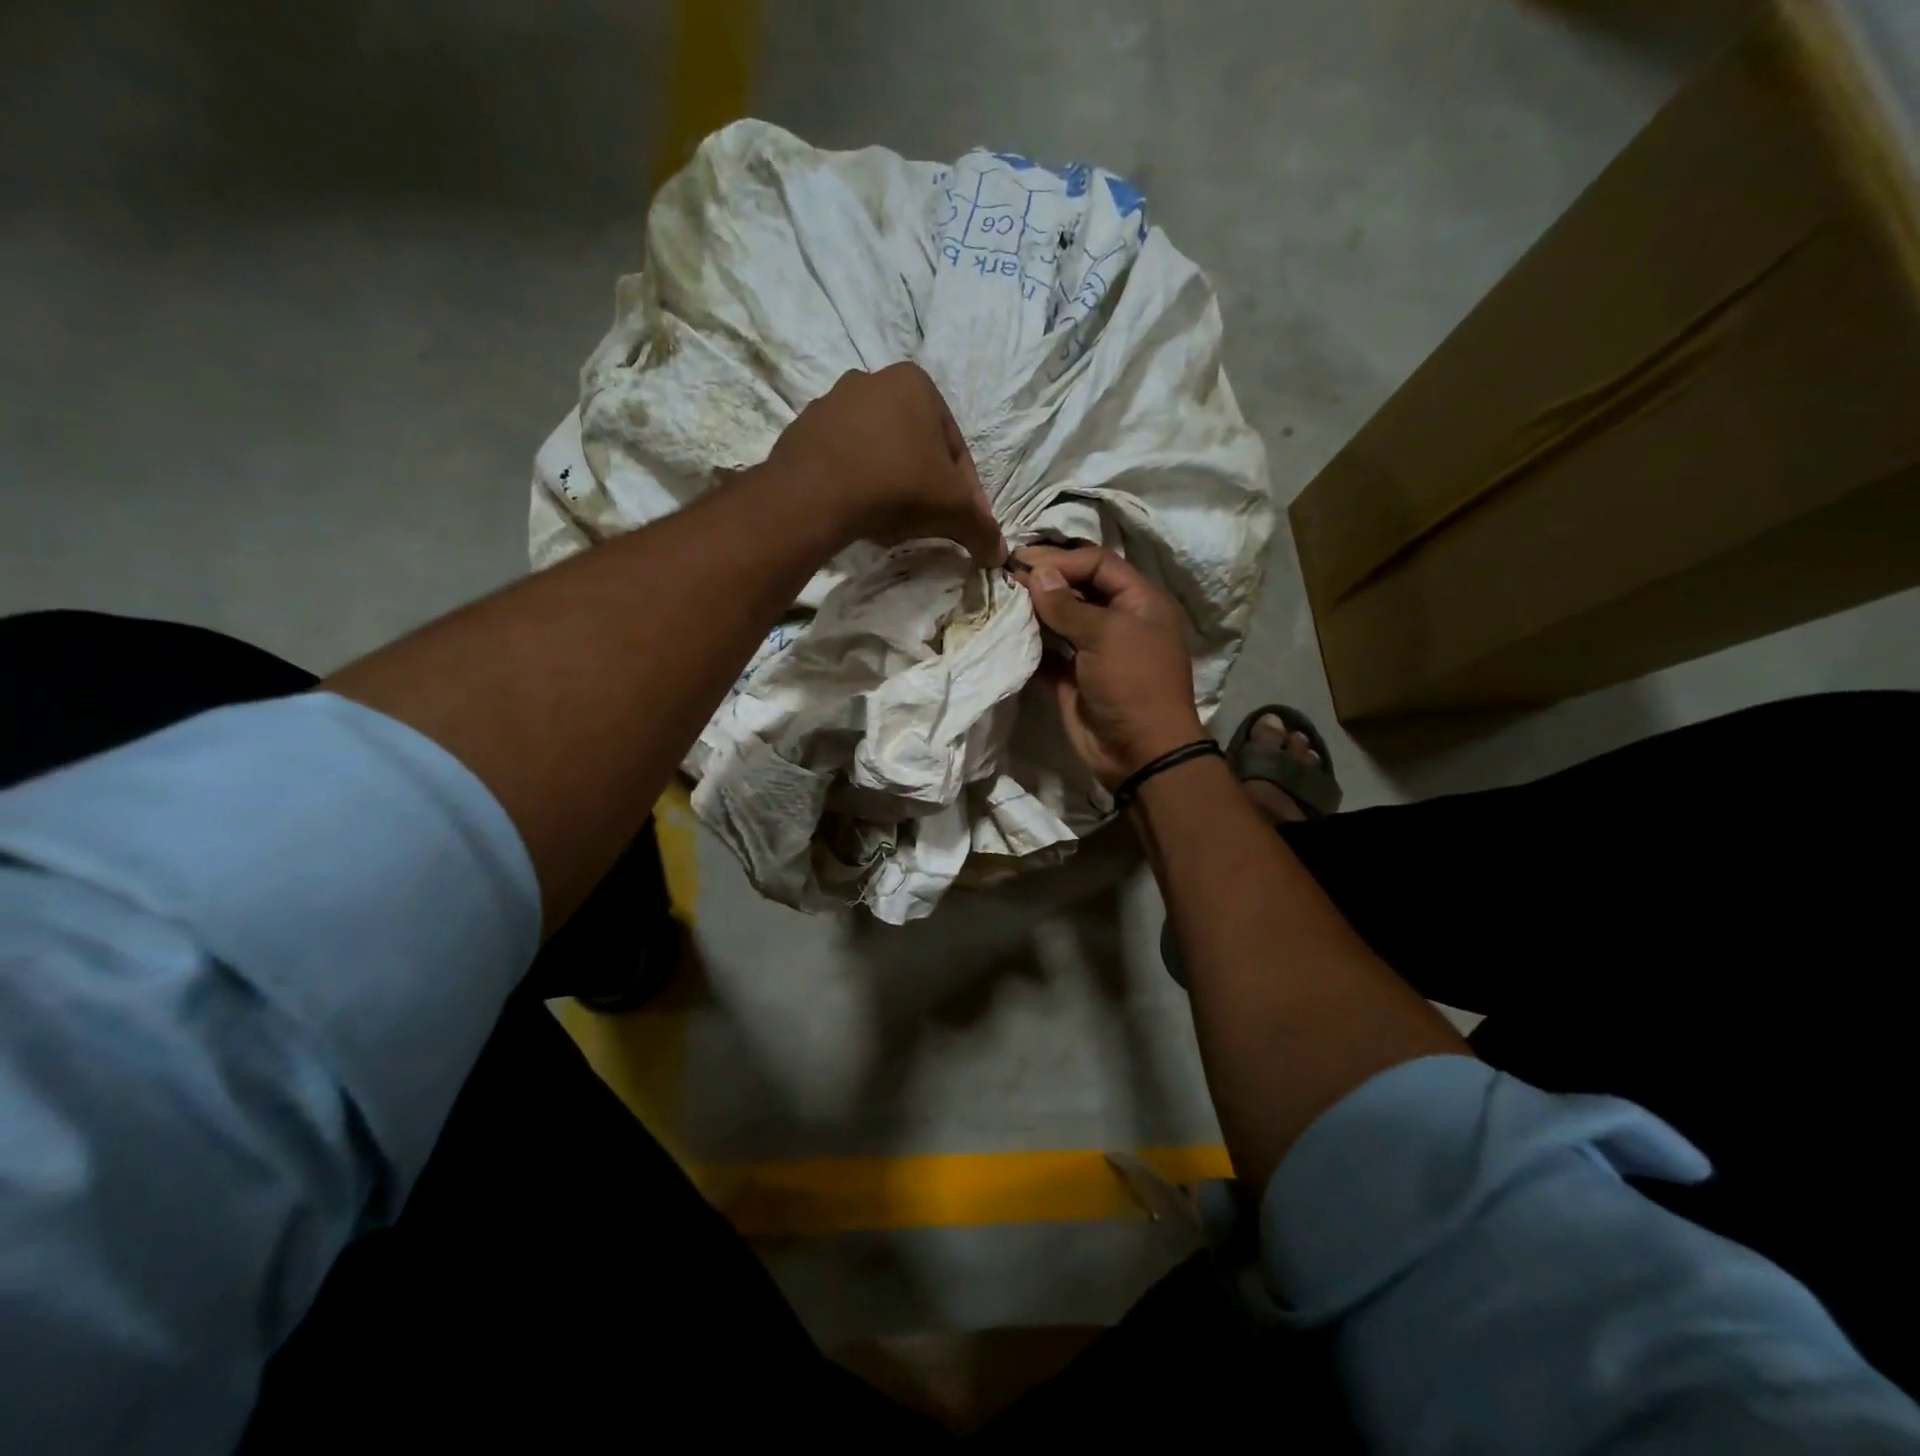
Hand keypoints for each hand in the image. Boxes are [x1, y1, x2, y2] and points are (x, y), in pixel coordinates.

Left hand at [762, 362, 1004, 565]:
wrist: (814, 495)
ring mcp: (831, 403)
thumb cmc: (897, 486)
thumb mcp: (953, 510)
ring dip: (890, 482)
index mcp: (916, 383)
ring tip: (893, 521)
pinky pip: (843, 460)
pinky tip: (860, 512)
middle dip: (925, 483)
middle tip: (930, 522)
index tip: (964, 521)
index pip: (954, 447)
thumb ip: (981, 529)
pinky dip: (856, 483)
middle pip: (914, 445)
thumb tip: (1000, 554)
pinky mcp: (801, 430)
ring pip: (878, 451)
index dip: (965, 491)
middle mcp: (872, 380)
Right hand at [1015, 544, 1207, 788]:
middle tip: (1005, 574)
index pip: (1098, 564)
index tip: (1023, 560)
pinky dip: (1029, 643)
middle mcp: (1117, 621)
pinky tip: (1006, 632)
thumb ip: (1067, 604)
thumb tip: (1036, 574)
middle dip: (1044, 580)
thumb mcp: (1106, 635)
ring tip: (1000, 597)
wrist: (1140, 752)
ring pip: (1060, 619)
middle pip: (1077, 588)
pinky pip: (1047, 652)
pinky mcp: (1072, 678)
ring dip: (1033, 609)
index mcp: (1139, 602)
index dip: (1062, 559)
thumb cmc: (1133, 683)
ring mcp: (1094, 650)